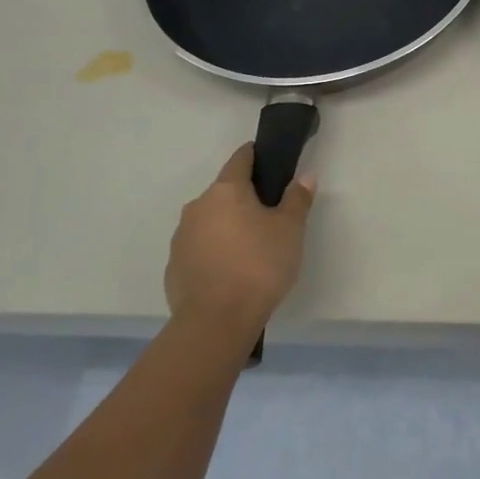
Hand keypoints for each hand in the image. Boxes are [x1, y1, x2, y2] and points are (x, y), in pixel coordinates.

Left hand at [166, 145, 315, 342]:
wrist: (216, 322)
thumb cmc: (259, 265)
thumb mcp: (290, 230)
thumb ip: (297, 199)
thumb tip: (305, 176)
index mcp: (226, 190)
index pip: (240, 159)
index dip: (256, 156)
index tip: (270, 161)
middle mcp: (198, 207)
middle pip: (225, 192)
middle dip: (245, 198)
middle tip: (270, 215)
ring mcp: (181, 237)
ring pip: (210, 221)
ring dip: (228, 226)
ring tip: (251, 248)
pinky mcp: (174, 267)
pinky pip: (200, 249)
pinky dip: (215, 252)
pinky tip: (232, 272)